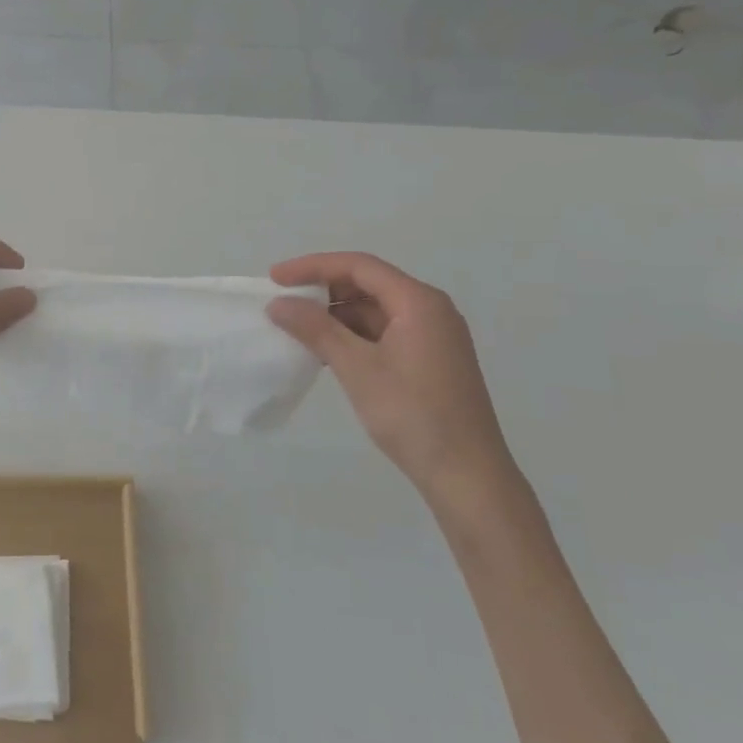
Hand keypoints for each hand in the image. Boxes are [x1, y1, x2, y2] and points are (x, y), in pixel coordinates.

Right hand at [268, 253, 515, 503]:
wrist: (467, 475)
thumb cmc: (412, 414)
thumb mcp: (357, 368)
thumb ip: (316, 329)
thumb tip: (278, 303)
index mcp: (419, 302)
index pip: (359, 266)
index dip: (313, 266)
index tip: (275, 278)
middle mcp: (430, 310)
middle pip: (368, 283)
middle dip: (323, 289)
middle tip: (283, 301)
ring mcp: (433, 336)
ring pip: (375, 310)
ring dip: (336, 315)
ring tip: (297, 328)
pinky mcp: (430, 359)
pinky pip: (384, 332)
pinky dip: (353, 335)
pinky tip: (326, 351)